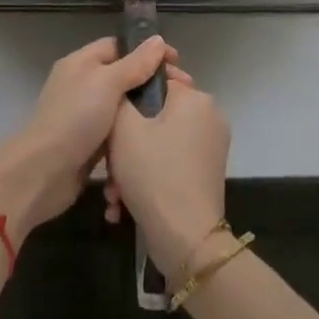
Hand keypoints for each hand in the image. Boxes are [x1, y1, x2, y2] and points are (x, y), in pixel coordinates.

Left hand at [0, 34, 177, 242]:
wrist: (43, 172)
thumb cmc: (76, 118)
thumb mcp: (107, 83)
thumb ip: (135, 63)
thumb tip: (158, 40)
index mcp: (82, 62)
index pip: (119, 46)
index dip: (147, 51)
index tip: (177, 63)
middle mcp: (83, 84)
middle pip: (124, 76)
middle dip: (152, 83)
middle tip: (183, 93)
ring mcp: (85, 115)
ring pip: (123, 106)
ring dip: (145, 111)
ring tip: (175, 116)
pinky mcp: (90, 143)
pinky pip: (117, 132)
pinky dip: (133, 134)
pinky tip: (155, 139)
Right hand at [103, 73, 230, 279]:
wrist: (185, 239)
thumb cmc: (153, 173)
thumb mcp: (123, 128)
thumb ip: (121, 96)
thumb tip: (127, 86)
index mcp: (195, 98)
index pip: (157, 79)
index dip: (129, 97)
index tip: (110, 119)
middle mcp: (209, 116)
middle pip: (156, 116)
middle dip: (127, 142)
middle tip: (108, 167)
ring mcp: (211, 146)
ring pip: (160, 143)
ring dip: (133, 165)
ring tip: (114, 194)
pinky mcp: (207, 173)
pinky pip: (171, 162)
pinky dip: (149, 177)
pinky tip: (125, 204)